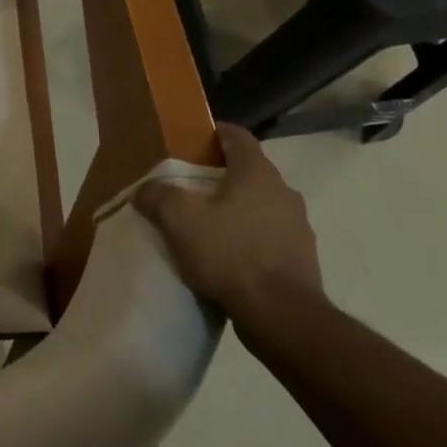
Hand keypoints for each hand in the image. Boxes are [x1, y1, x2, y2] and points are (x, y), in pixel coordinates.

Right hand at [134, 124, 329, 347]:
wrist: (280, 314)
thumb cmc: (229, 253)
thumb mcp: (178, 219)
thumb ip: (157, 196)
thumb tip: (145, 189)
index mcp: (257, 173)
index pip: (238, 136)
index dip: (214, 132)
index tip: (193, 140)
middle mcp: (284, 193)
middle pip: (248, 172)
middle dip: (220, 176)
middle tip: (189, 188)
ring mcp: (298, 227)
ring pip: (260, 206)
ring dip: (235, 210)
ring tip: (206, 227)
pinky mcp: (301, 258)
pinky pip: (268, 237)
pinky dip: (248, 239)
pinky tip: (226, 258)